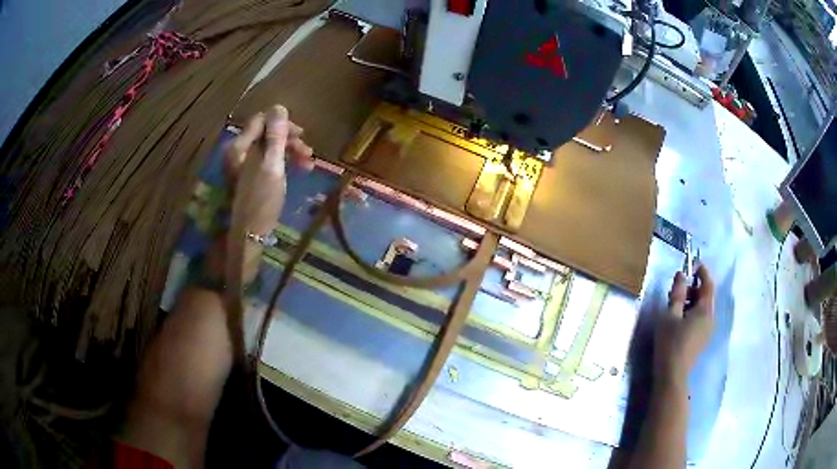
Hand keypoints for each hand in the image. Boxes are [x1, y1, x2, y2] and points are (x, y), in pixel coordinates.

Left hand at [204, 105, 313, 283]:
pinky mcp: (248, 177)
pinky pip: (266, 160)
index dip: (282, 123)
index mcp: (239, 146)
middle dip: (288, 139)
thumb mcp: (272, 166)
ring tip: (307, 163)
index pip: (261, 120)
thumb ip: (275, 136)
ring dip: (288, 151)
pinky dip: (281, 162)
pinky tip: (295, 170)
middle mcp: (238, 152)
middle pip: (265, 134)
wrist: (249, 235)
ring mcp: (242, 165)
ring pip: (268, 148)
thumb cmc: (261, 201)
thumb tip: (279, 107)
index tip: (301, 135)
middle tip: (308, 152)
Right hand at [655, 265, 714, 386]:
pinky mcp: (702, 340)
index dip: (702, 272)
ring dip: (692, 301)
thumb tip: (681, 274)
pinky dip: (693, 313)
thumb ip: (677, 294)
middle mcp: (711, 318)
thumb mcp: (670, 315)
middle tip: (677, 287)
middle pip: (706, 296)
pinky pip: (701, 319)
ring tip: (676, 304)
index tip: (693, 264)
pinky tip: (679, 319)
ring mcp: (708, 331)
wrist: (672, 375)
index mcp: (705, 310)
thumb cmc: (670, 343)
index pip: (708, 284)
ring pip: (703, 309)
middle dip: (694, 288)